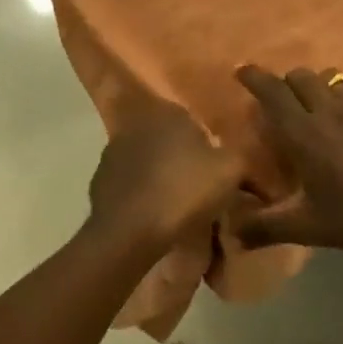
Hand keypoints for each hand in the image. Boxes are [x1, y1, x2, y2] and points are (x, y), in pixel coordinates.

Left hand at [87, 93, 239, 251]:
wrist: (129, 231)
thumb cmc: (184, 191)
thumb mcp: (230, 171)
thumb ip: (240, 156)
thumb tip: (243, 158)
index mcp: (169, 112)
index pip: (193, 120)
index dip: (207, 145)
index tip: (216, 169)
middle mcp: (138, 124)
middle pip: (168, 139)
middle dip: (182, 158)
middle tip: (199, 186)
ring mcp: (113, 151)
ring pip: (147, 160)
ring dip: (159, 175)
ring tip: (176, 204)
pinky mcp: (99, 180)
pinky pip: (129, 183)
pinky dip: (140, 194)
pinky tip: (152, 214)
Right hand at [233, 66, 342, 252]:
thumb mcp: (304, 227)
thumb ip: (264, 227)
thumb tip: (231, 233)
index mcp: (301, 133)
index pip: (271, 92)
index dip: (254, 76)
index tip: (241, 70)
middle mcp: (327, 110)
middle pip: (300, 77)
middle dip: (288, 83)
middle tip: (286, 101)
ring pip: (334, 76)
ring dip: (322, 85)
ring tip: (322, 102)